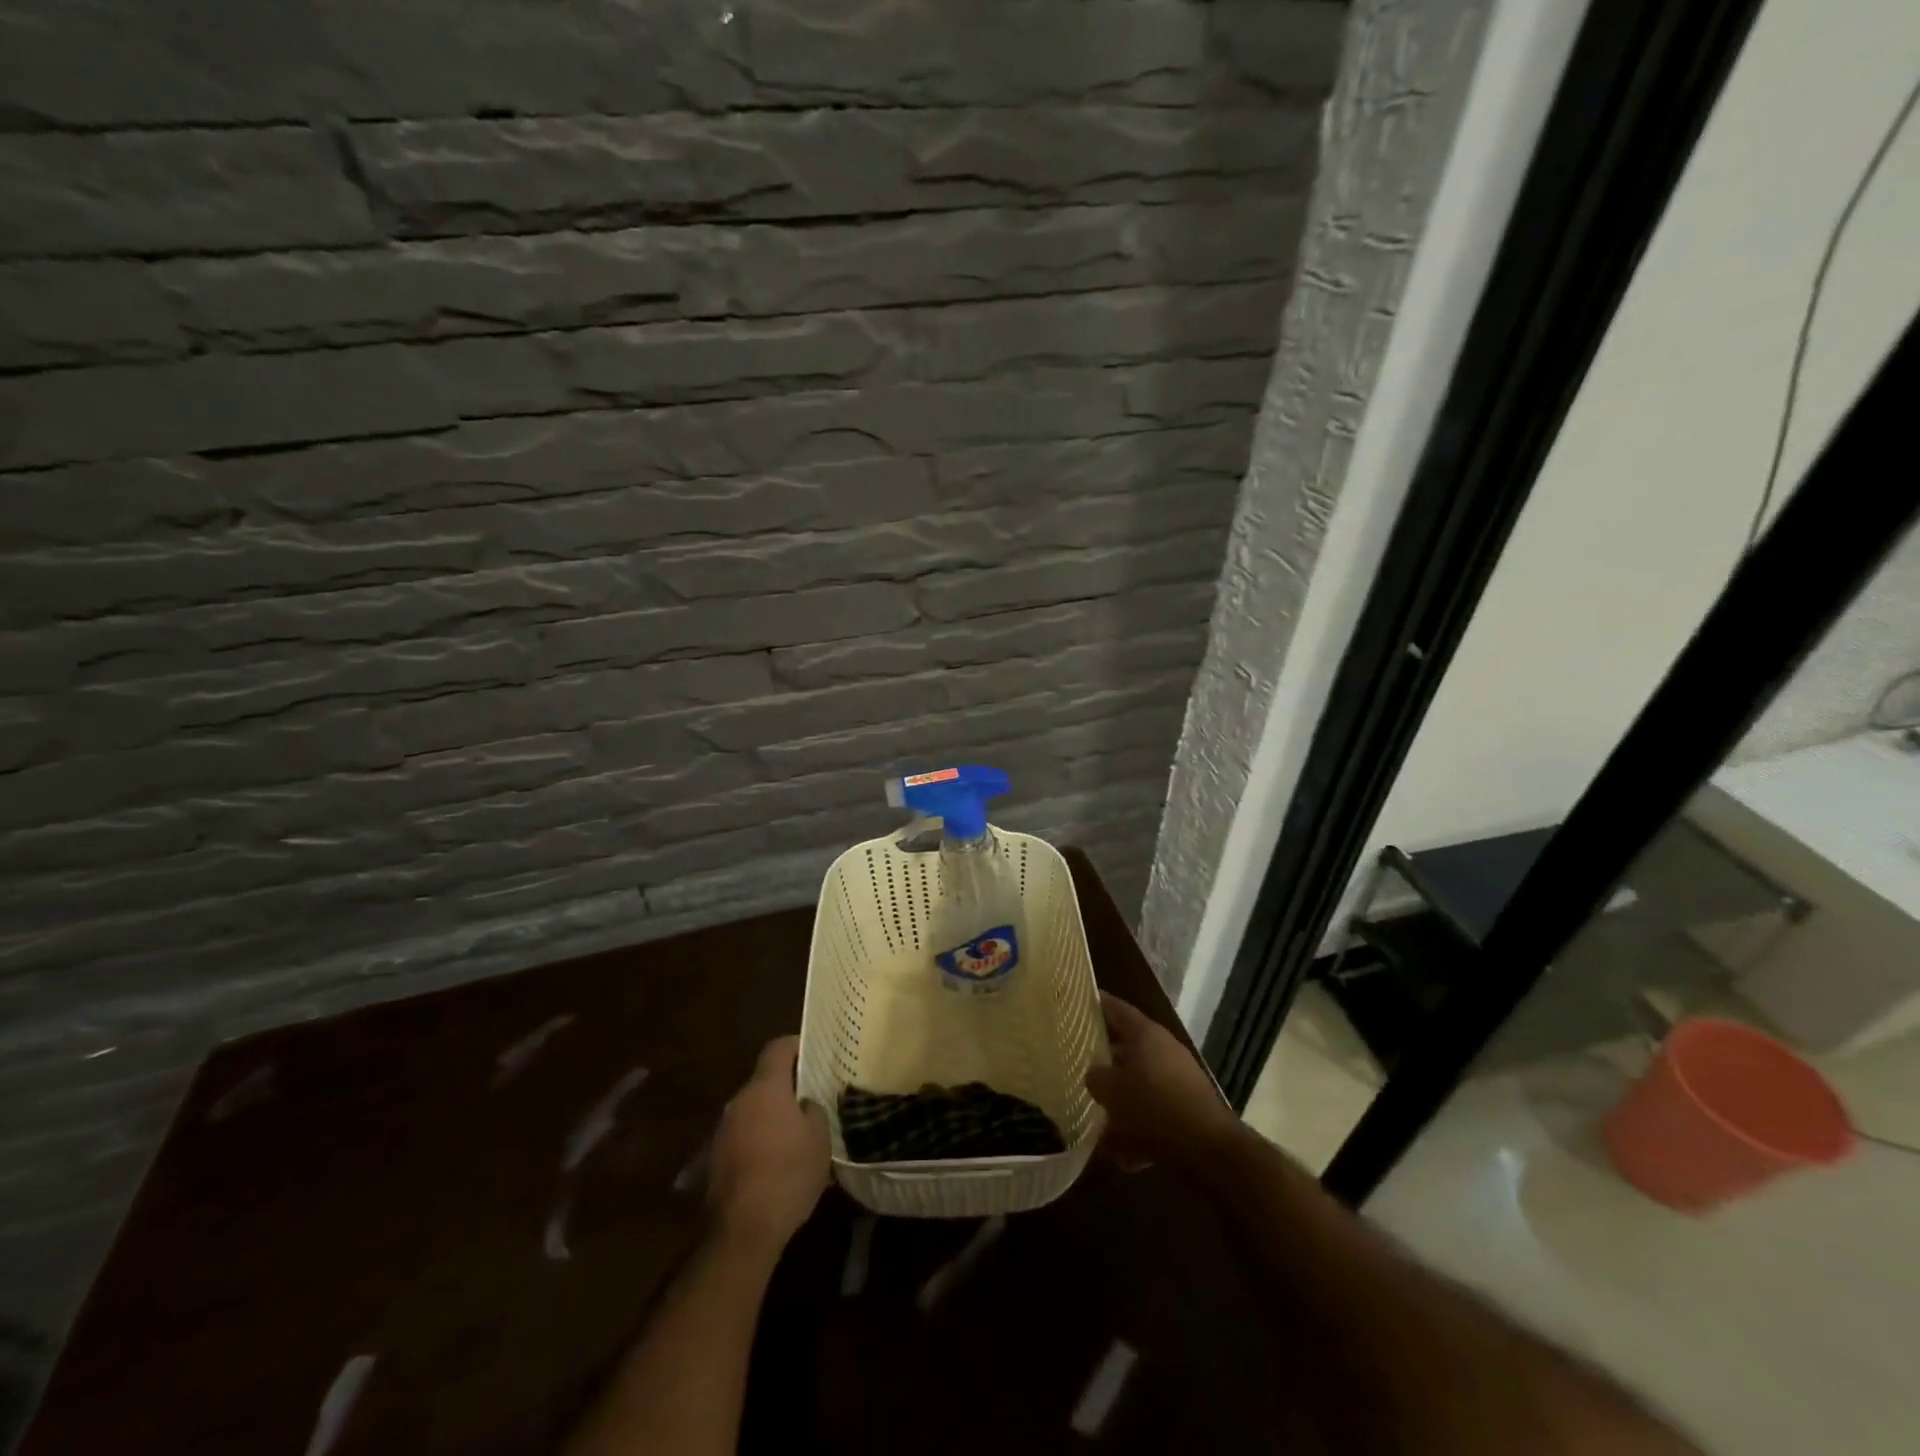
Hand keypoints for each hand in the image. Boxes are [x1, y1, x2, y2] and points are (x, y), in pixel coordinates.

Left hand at [706, 1036, 830, 1249]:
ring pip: (753, 1109)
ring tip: (797, 1134)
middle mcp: (739, 1101)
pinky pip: (744, 1136)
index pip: (778, 1048)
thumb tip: (805, 1105)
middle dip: (787, 1087)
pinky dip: (760, 1140)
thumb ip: (814, 1110)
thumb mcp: (820, 1137)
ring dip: (773, 1115)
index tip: (815, 1053)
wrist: (743, 1230)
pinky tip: (778, 1162)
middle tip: (812, 1098)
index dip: (797, 1046)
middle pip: (765, 1080)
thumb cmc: (788, 1173)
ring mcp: (723, 1130)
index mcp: (765, 1088)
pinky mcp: (716, 1159)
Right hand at [1085, 993, 1240, 1169]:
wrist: (1207, 1146)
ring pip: (1142, 1084)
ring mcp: (1180, 1079)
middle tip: (1081, 1063)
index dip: (1097, 1004)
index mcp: (1145, 1034)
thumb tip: (1094, 1075)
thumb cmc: (1153, 1105)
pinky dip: (1139, 1130)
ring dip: (1122, 1101)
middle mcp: (1164, 1049)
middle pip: (1129, 1047)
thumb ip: (1096, 1077)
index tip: (1078, 1002)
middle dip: (1106, 1059)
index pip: (1116, 1008)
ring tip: (1098, 1119)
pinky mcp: (1189, 1109)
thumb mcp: (1111, 1091)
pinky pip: (1156, 1114)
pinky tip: (1122, 1155)